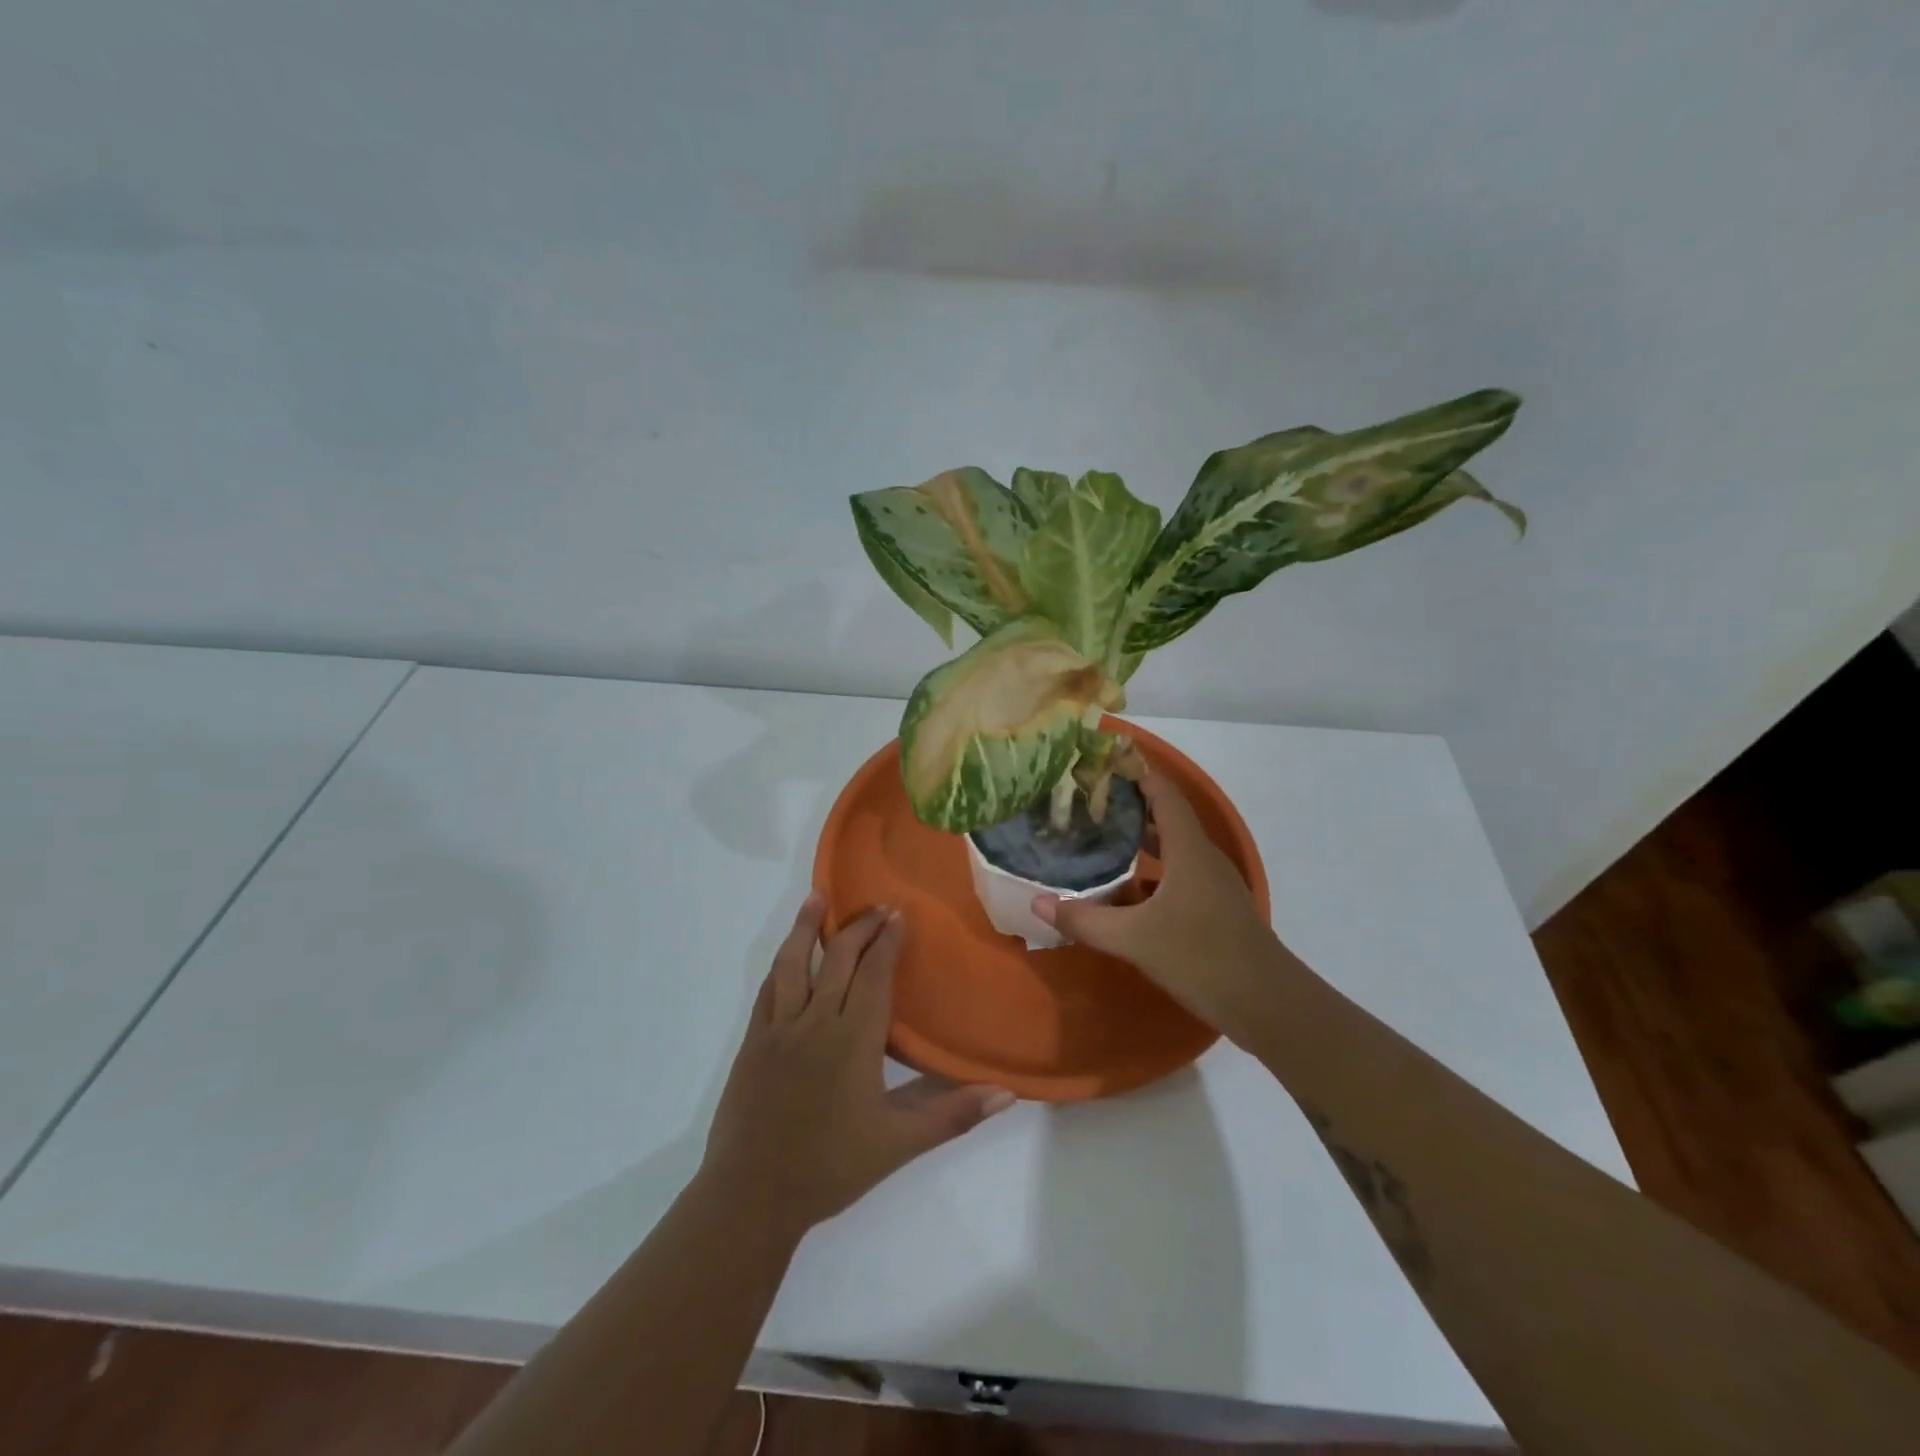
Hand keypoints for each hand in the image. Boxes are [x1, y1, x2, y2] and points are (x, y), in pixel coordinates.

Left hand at [701, 895, 1014, 1235]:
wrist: (751, 1197)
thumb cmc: (830, 1168)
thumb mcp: (899, 1144)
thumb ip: (953, 1114)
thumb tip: (1007, 1093)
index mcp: (853, 1038)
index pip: (875, 974)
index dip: (888, 941)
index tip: (899, 913)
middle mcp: (816, 1021)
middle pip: (838, 958)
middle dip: (859, 927)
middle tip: (877, 906)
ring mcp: (779, 1029)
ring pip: (793, 963)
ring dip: (806, 927)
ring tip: (818, 898)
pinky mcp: (753, 1042)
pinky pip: (768, 990)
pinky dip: (781, 964)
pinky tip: (787, 954)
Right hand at [1032, 772, 1285, 1038]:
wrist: (1269, 1005)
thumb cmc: (1203, 957)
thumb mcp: (1135, 939)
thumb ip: (1085, 920)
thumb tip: (1038, 902)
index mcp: (1188, 850)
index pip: (1163, 793)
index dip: (1136, 773)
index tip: (1100, 764)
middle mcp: (1202, 858)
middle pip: (1165, 817)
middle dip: (1128, 805)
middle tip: (1086, 802)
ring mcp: (1212, 884)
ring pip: (1172, 848)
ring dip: (1138, 839)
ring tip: (1097, 837)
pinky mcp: (1214, 908)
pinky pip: (1177, 874)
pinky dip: (1149, 871)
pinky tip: (1123, 888)